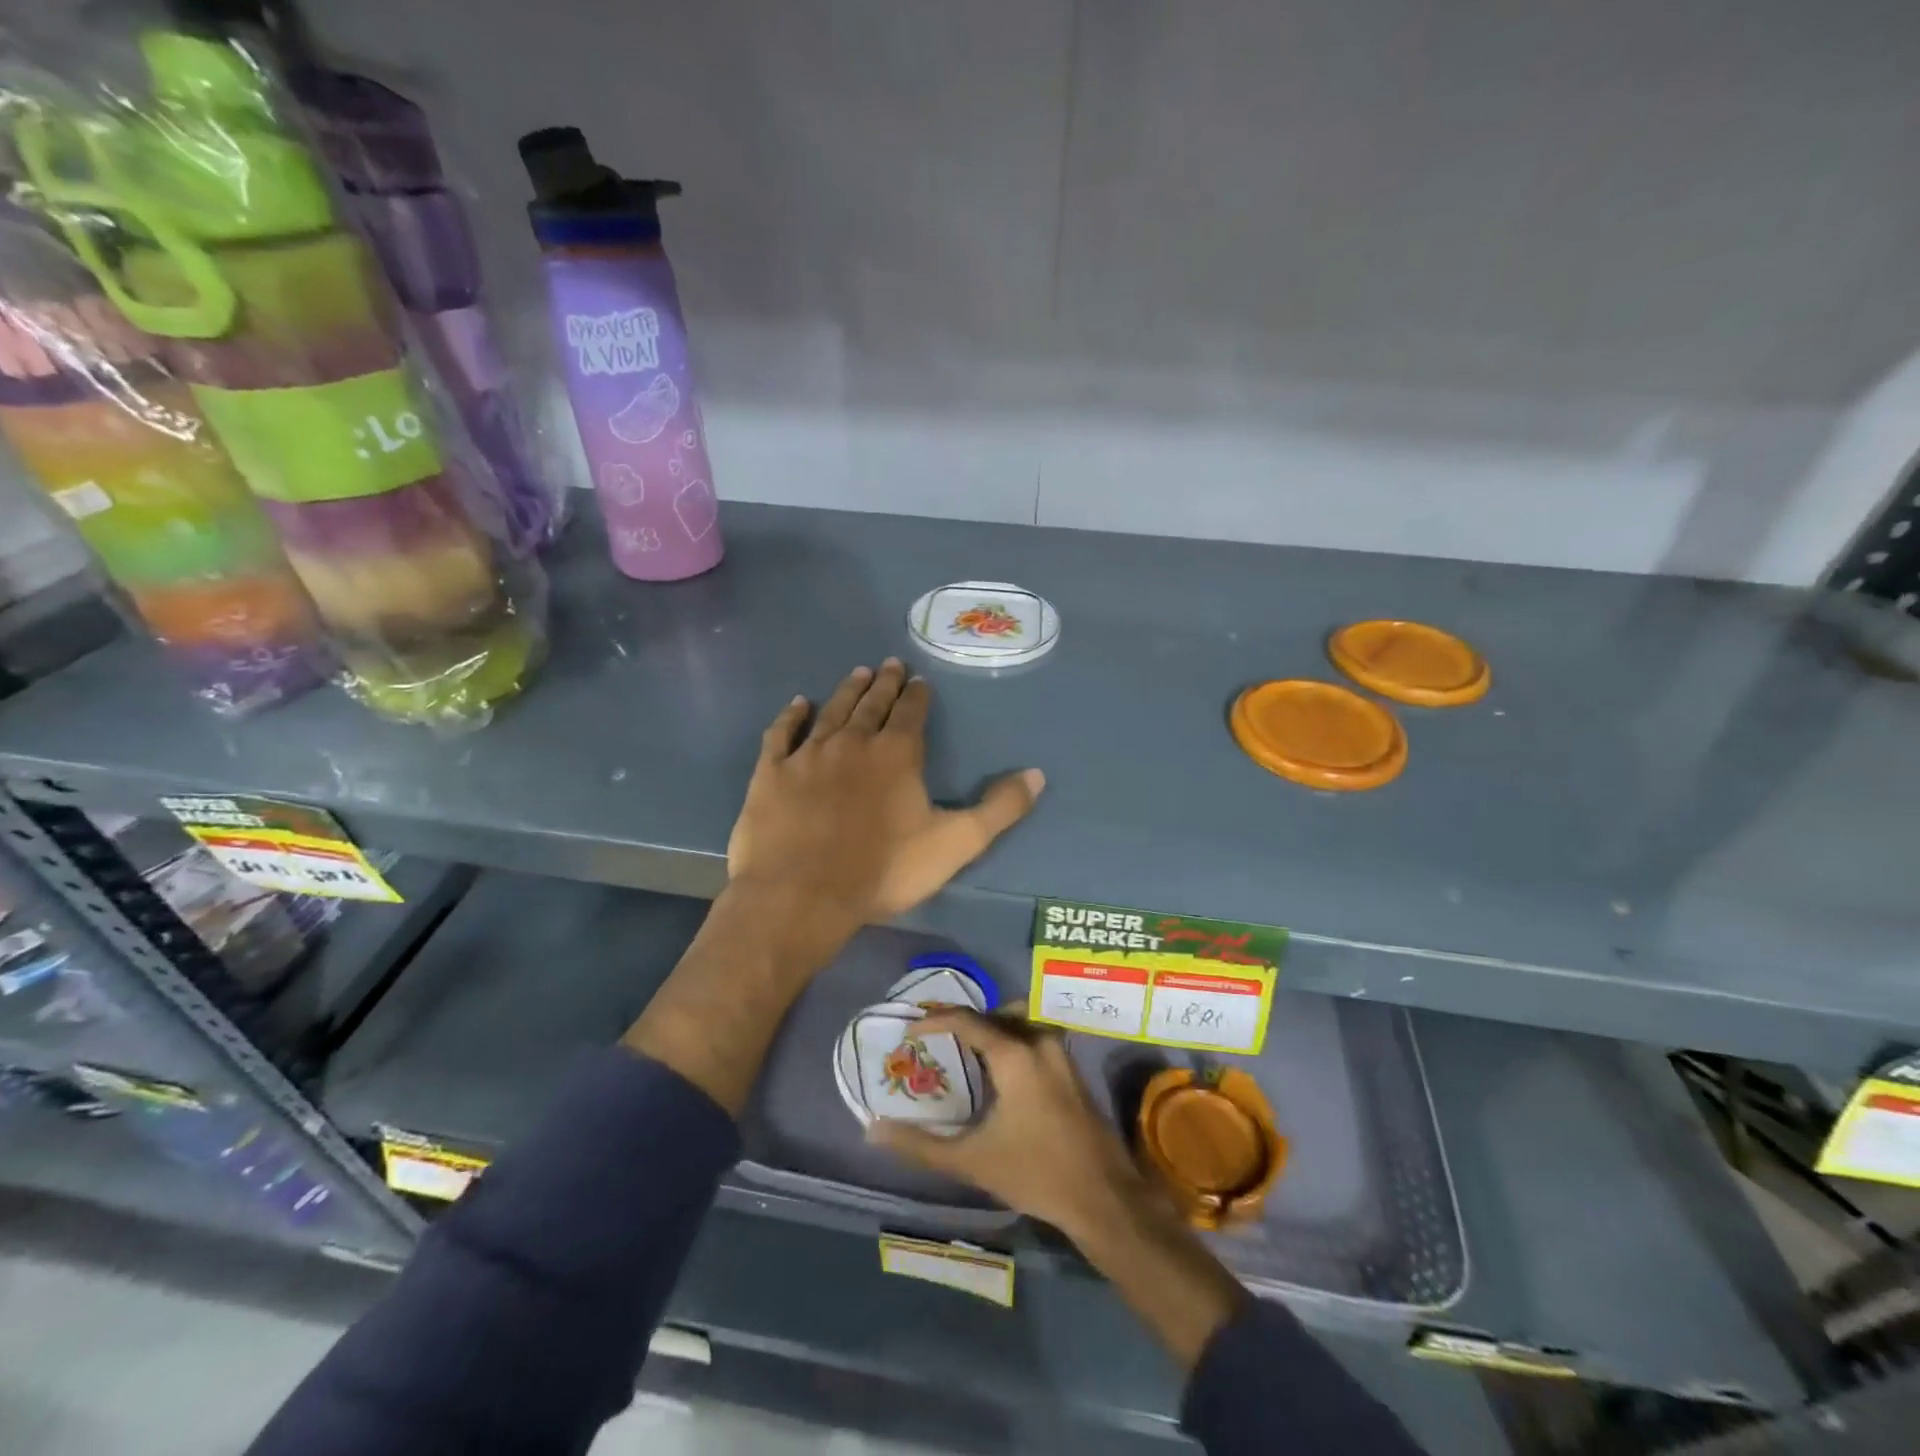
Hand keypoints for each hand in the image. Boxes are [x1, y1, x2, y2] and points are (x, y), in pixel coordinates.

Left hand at [726, 660, 1044, 956]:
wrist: (802, 895)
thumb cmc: (883, 870)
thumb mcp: (955, 844)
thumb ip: (999, 809)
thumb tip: (1038, 774)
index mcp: (896, 754)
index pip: (912, 713)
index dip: (918, 695)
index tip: (920, 680)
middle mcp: (853, 742)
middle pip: (872, 704)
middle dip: (884, 684)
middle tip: (889, 665)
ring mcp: (808, 754)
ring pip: (832, 711)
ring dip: (847, 691)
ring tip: (858, 673)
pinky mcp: (772, 772)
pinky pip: (782, 733)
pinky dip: (791, 716)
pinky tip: (798, 704)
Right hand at [868, 1005, 1149, 1238]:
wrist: (1102, 1196)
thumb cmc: (1035, 1173)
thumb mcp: (971, 1160)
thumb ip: (920, 1144)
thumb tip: (873, 1129)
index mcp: (1015, 1055)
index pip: (968, 1021)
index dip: (936, 1021)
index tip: (912, 1031)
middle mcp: (1040, 1043)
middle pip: (997, 1014)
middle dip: (967, 1021)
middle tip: (941, 1040)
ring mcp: (1061, 1055)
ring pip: (1021, 1022)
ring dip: (993, 1029)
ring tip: (967, 1054)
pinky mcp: (1072, 1070)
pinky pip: (1035, 1038)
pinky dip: (1013, 1042)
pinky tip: (999, 1075)